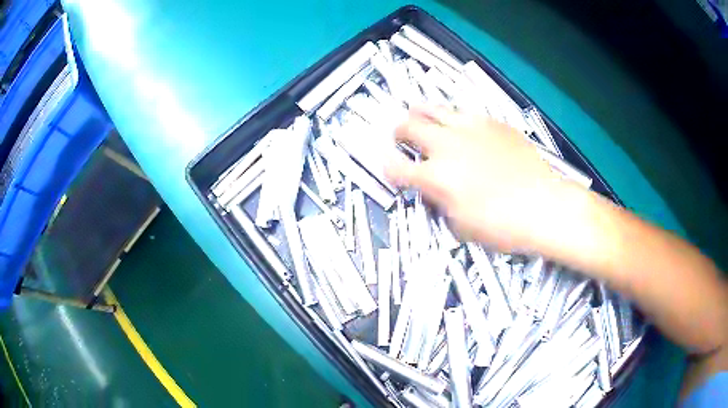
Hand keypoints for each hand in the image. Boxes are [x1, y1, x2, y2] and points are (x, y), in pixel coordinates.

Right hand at [385, 106, 573, 252]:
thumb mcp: (462, 226)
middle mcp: (446, 146)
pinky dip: (455, 119)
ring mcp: (470, 128)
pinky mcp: (491, 122)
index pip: (396, 167)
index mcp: (436, 177)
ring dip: (421, 113)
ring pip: (433, 108)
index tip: (388, 165)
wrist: (543, 205)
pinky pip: (465, 113)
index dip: (387, 166)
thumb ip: (441, 203)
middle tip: (401, 137)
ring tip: (422, 117)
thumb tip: (436, 191)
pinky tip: (463, 128)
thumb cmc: (502, 226)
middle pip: (407, 126)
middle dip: (398, 132)